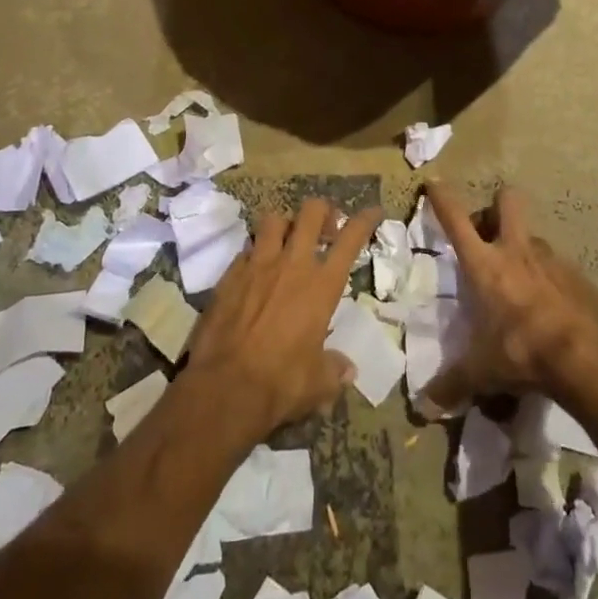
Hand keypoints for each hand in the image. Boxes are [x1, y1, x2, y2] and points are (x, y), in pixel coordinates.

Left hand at [184, 199, 381, 442]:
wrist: (224, 387)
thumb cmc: (281, 382)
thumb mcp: (318, 383)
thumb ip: (334, 369)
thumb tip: (347, 370)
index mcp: (321, 285)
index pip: (350, 239)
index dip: (365, 220)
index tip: (373, 212)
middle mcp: (292, 264)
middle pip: (311, 213)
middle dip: (322, 212)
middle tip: (325, 228)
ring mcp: (257, 265)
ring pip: (273, 220)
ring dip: (285, 224)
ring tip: (287, 241)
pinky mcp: (228, 275)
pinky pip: (246, 249)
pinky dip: (254, 253)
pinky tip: (255, 271)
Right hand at [423, 183, 597, 410]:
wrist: (587, 357)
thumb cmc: (522, 352)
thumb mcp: (482, 371)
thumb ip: (453, 384)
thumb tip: (426, 407)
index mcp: (484, 265)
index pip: (456, 220)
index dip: (442, 198)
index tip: (434, 182)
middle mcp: (516, 251)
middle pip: (507, 202)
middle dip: (497, 205)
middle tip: (489, 231)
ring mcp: (551, 259)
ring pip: (533, 236)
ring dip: (523, 248)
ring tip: (519, 282)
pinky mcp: (578, 275)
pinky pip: (557, 266)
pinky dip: (549, 278)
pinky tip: (549, 308)